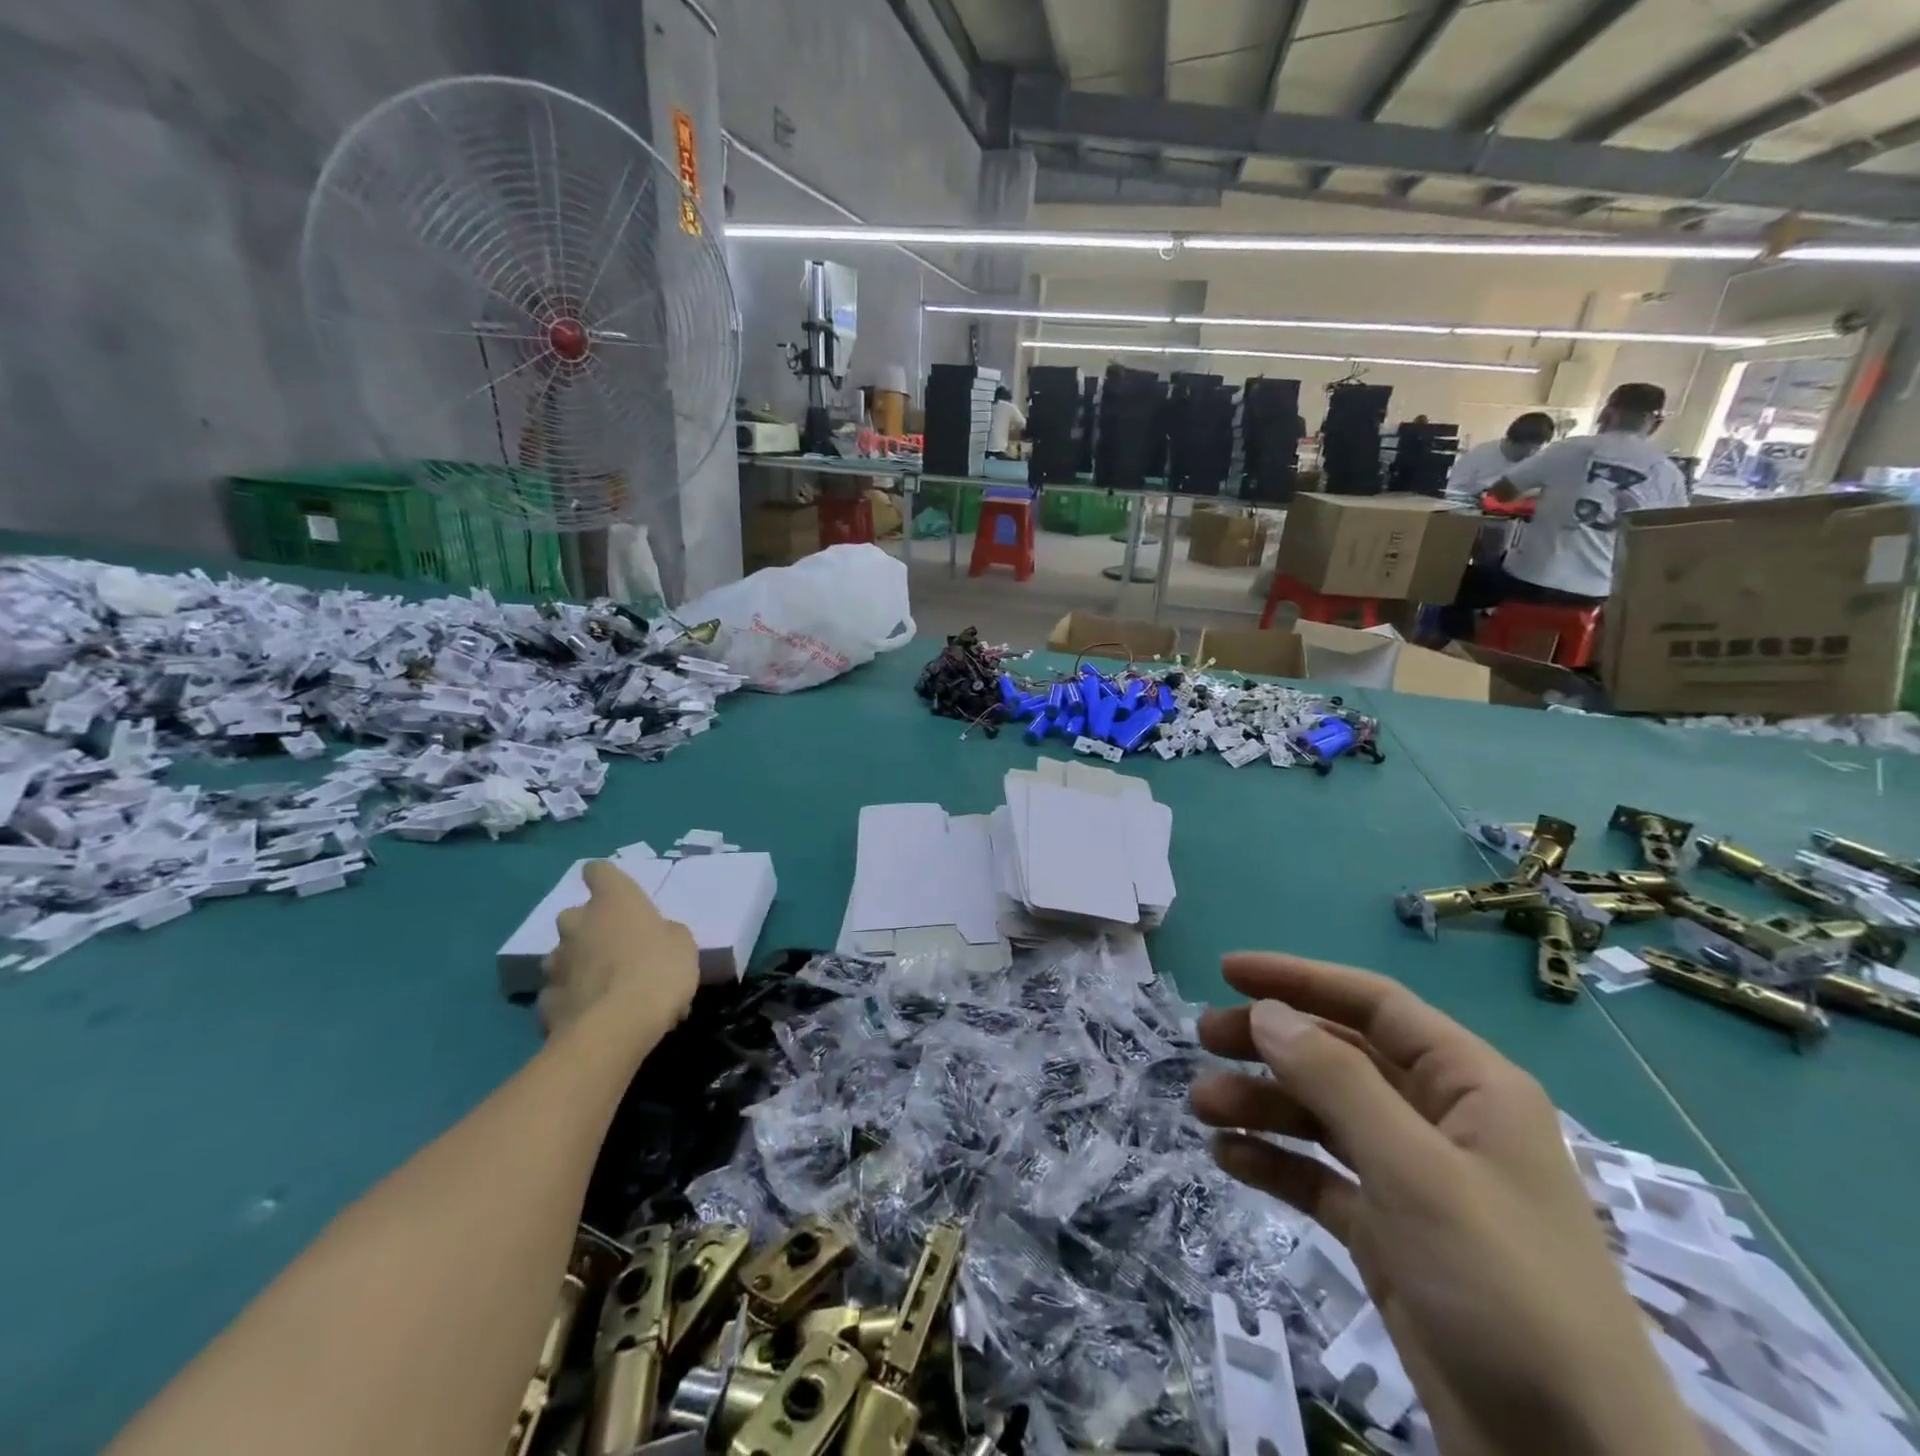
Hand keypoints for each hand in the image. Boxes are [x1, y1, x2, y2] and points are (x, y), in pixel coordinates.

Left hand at [540, 862, 697, 1040]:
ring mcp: (555, 963)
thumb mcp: (683, 945)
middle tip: (617, 950)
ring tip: (605, 989)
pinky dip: (573, 1000)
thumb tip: (656, 937)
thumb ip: (665, 933)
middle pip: (576, 915)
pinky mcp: (544, 1001)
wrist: (615, 1028)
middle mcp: (577, 924)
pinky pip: (560, 993)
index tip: (617, 893)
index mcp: (613, 901)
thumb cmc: (658, 971)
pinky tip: (592, 1016)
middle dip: (591, 929)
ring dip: (579, 965)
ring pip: (564, 955)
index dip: (606, 880)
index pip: (599, 871)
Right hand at [1190, 953, 1705, 1455]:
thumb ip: (1337, 1083)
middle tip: (1203, 1037)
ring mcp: (1414, 1178)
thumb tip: (1267, 1012)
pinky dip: (1276, 1161)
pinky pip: (1321, 1175)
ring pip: (1323, 1114)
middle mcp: (1440, 1120)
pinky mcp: (1390, 1232)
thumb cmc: (1505, 1291)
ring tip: (1202, 1106)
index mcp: (1470, 1087)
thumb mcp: (1417, 1174)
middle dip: (1270, 1042)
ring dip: (1263, 1103)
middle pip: (1340, 1055)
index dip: (1299, 979)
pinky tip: (1229, 1159)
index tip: (1227, 973)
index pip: (1373, 1004)